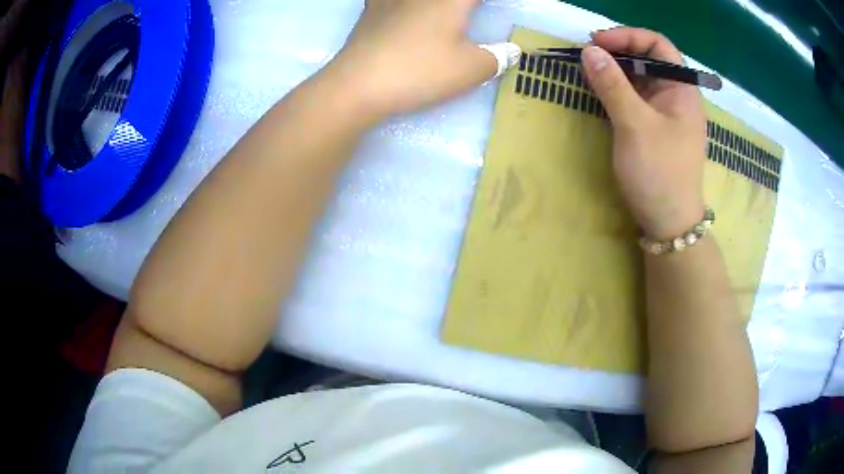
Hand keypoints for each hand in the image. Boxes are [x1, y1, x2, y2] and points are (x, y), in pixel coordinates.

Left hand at [329, 0, 517, 117]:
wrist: (358, 84)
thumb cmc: (419, 71)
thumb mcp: (469, 70)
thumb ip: (496, 58)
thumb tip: (513, 51)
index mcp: (451, 0)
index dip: (491, 3)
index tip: (498, 11)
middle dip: (465, 5)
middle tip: (472, 14)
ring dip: (437, 5)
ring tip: (445, 11)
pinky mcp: (371, 11)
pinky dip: (397, 3)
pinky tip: (397, 6)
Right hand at [581, 28, 706, 239]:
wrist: (669, 223)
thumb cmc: (659, 173)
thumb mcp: (635, 126)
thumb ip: (613, 85)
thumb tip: (589, 51)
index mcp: (683, 90)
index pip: (658, 45)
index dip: (628, 36)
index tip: (597, 42)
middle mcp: (677, 95)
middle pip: (649, 58)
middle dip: (618, 51)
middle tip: (589, 55)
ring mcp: (666, 111)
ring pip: (641, 77)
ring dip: (615, 69)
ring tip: (589, 70)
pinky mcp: (655, 126)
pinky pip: (636, 96)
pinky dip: (617, 88)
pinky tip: (601, 90)